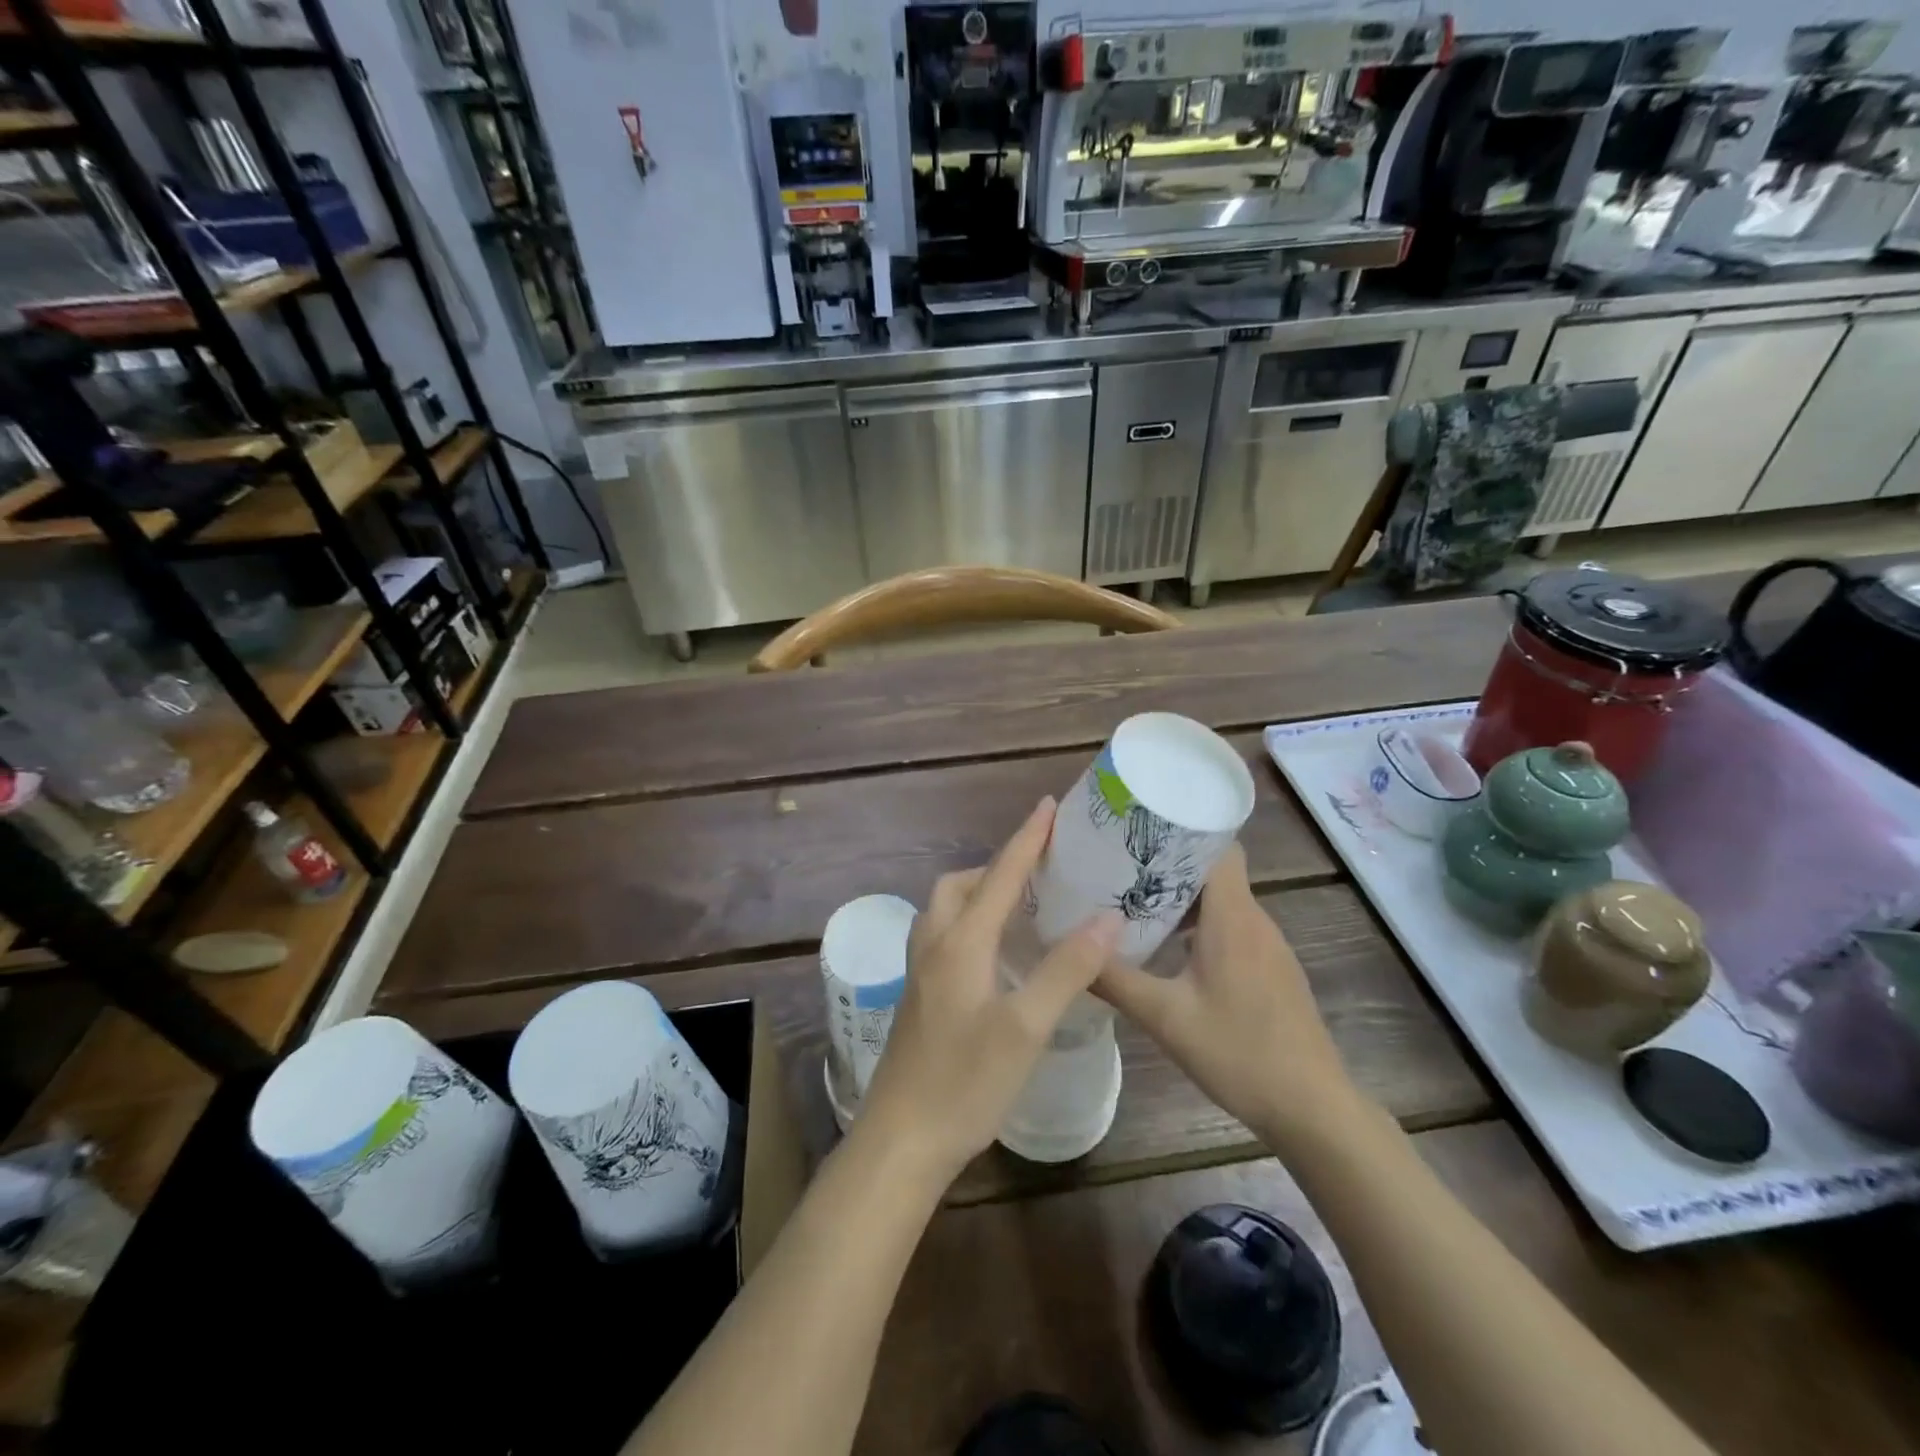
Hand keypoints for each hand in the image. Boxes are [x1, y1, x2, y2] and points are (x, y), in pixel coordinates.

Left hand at [856, 798, 1121, 1184]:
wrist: (901, 1140)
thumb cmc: (965, 1083)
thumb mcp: (1026, 1027)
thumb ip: (1066, 968)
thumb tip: (1108, 916)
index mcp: (960, 942)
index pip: (999, 875)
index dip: (1026, 839)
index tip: (1048, 805)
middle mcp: (934, 945)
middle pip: (961, 884)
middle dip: (997, 865)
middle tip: (1039, 870)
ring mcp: (920, 971)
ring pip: (946, 910)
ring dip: (980, 892)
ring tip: (1020, 904)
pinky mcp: (919, 995)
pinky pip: (945, 936)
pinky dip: (971, 922)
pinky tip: (995, 953)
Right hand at [1092, 845, 1359, 1147]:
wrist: (1313, 1109)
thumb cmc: (1240, 1053)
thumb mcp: (1165, 1017)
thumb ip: (1115, 979)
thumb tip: (1066, 950)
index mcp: (1233, 916)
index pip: (1217, 845)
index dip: (1180, 830)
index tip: (1136, 831)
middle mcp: (1255, 920)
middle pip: (1214, 870)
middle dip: (1168, 864)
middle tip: (1118, 868)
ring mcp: (1268, 946)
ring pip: (1222, 902)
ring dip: (1182, 898)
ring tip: (1134, 904)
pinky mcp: (1272, 969)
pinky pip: (1232, 928)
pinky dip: (1200, 925)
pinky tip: (1170, 950)